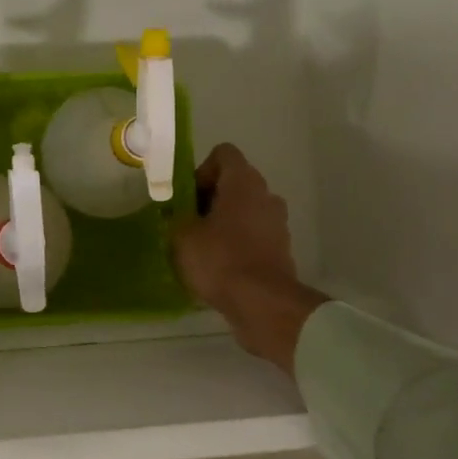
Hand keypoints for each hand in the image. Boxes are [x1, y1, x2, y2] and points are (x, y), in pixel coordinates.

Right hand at [172, 144, 327, 371]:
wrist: (262, 304)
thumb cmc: (220, 259)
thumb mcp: (182, 235)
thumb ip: (176, 216)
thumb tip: (177, 213)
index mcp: (244, 182)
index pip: (223, 154)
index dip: (201, 170)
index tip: (188, 197)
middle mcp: (266, 195)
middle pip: (233, 182)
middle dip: (208, 198)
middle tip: (187, 222)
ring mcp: (277, 223)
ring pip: (244, 210)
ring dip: (223, 222)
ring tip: (201, 247)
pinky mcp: (280, 250)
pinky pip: (253, 235)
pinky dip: (236, 243)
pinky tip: (218, 266)